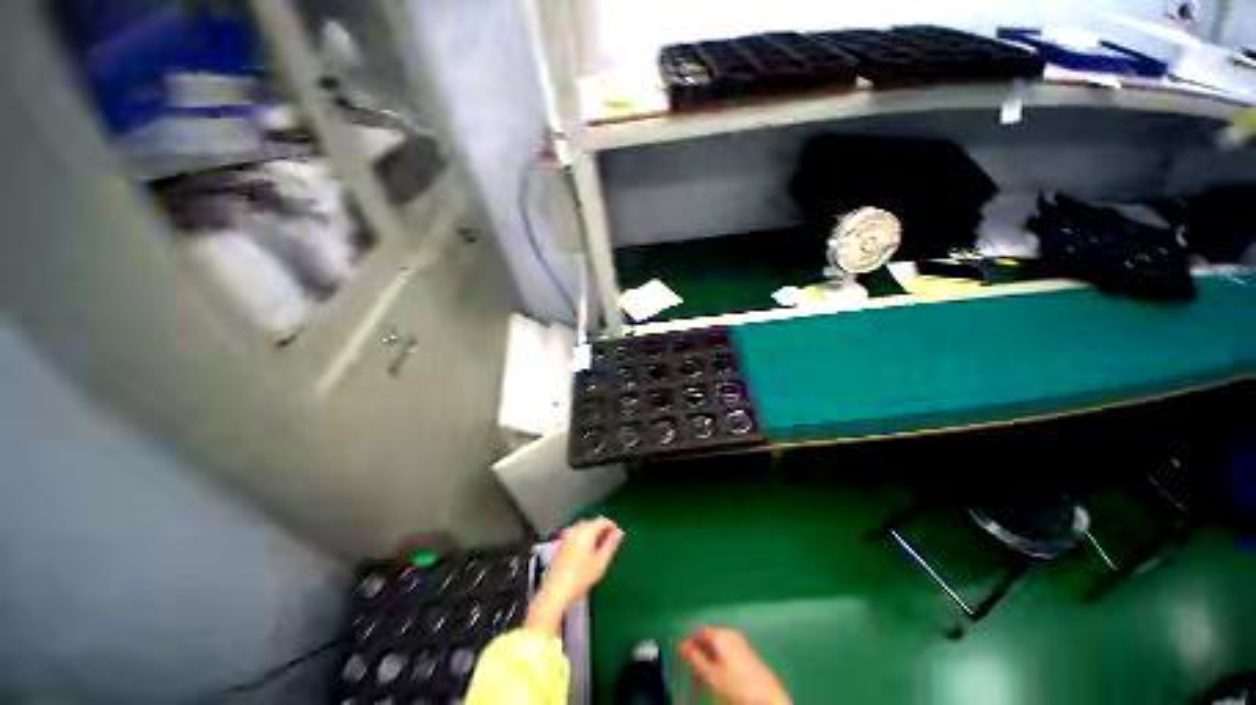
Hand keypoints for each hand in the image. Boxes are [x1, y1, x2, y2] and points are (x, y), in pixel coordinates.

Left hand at [525, 518, 623, 636]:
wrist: (556, 590)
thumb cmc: (581, 577)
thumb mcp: (601, 562)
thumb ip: (611, 544)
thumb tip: (620, 532)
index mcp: (586, 531)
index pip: (602, 520)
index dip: (612, 526)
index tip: (618, 536)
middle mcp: (576, 529)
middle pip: (593, 522)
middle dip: (603, 529)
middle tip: (610, 543)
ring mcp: (568, 536)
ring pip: (585, 527)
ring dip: (594, 533)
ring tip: (600, 547)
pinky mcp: (562, 543)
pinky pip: (577, 533)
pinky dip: (585, 537)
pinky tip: (587, 550)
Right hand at [679, 627, 790, 704]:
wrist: (768, 697)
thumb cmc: (737, 684)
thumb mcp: (711, 674)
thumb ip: (695, 658)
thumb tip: (684, 646)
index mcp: (721, 634)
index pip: (698, 631)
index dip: (687, 641)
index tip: (678, 652)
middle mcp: (730, 634)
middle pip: (708, 638)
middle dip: (696, 651)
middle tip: (686, 665)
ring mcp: (740, 644)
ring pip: (717, 647)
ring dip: (706, 658)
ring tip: (698, 675)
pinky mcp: (747, 655)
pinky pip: (726, 653)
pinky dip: (717, 662)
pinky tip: (713, 675)